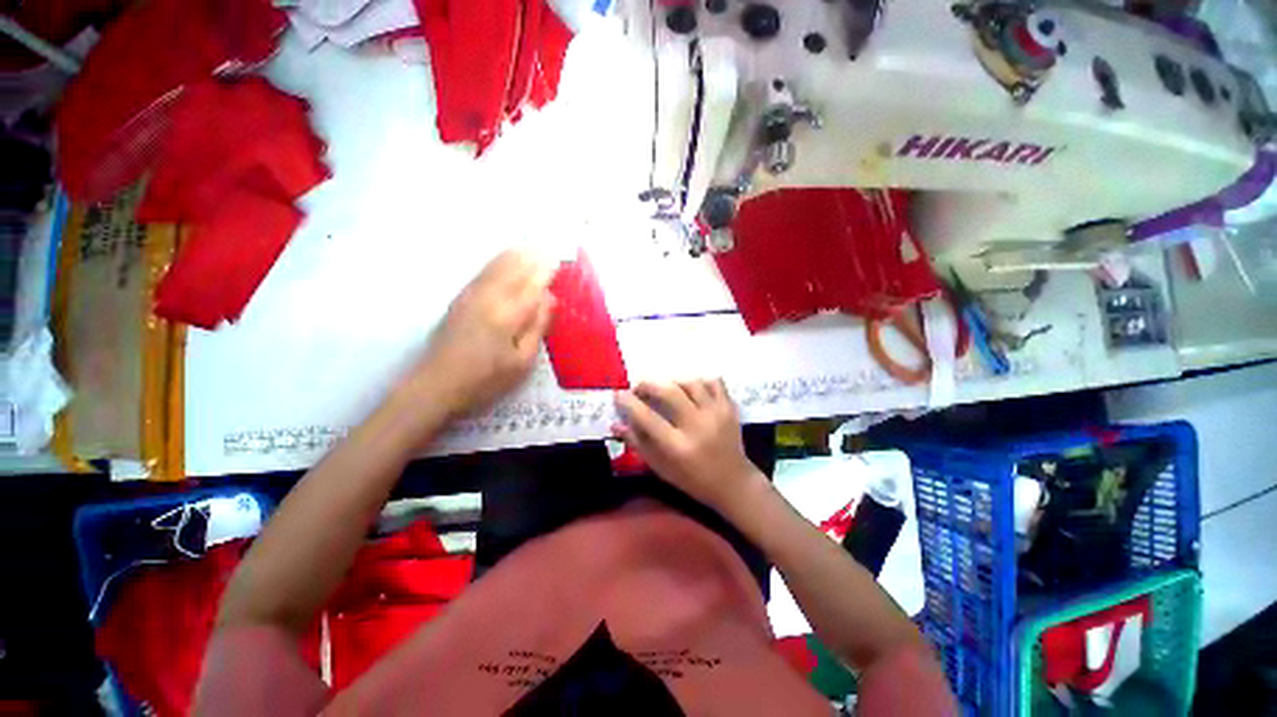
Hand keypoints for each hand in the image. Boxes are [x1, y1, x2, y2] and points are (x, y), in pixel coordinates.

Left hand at [409, 250, 555, 418]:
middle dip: (532, 258)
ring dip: (515, 255)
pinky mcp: (459, 299)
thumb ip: (537, 327)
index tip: (559, 263)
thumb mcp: (522, 361)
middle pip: (514, 269)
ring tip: (530, 247)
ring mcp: (471, 295)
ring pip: (496, 266)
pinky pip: (483, 272)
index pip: (532, 285)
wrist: (437, 385)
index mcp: (508, 314)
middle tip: (548, 251)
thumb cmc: (486, 379)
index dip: (546, 273)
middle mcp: (489, 297)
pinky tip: (503, 260)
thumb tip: (549, 299)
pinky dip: (497, 262)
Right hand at [614, 380, 763, 513]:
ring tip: (665, 389)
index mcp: (678, 447)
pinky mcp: (729, 408)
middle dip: (648, 385)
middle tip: (639, 388)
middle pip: (669, 392)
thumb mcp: (661, 468)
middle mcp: (697, 426)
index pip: (647, 418)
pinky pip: (714, 382)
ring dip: (672, 381)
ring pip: (691, 383)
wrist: (733, 483)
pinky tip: (691, 389)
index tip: (619, 395)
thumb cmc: (692, 479)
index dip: (629, 403)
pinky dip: (699, 381)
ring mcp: (716, 414)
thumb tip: (616, 424)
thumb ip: (638, 443)